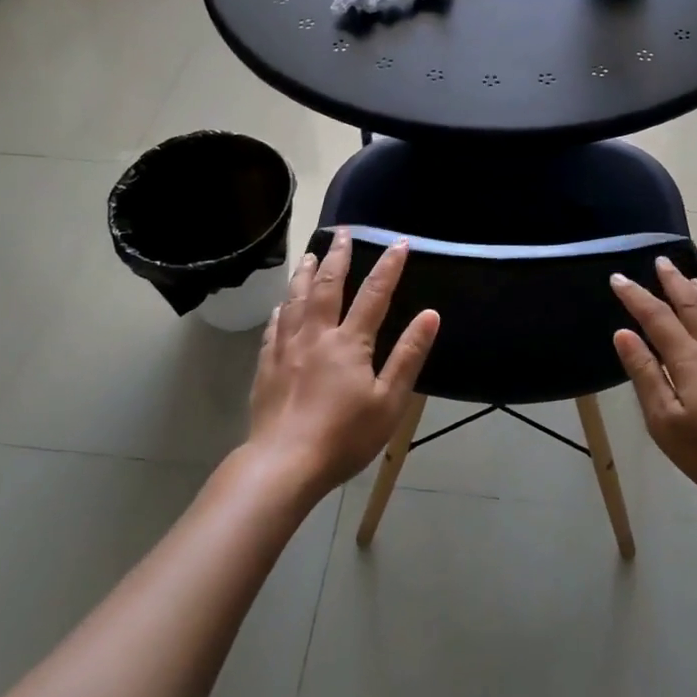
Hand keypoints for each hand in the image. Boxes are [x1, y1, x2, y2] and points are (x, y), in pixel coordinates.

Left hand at [248, 228, 439, 497]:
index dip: (388, 267)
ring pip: (295, 300)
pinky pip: (273, 327)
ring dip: (304, 273)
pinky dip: (281, 309)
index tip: (399, 243)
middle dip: (338, 257)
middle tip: (343, 233)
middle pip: (326, 286)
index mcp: (349, 342)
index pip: (374, 295)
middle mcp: (316, 335)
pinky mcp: (266, 366)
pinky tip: (280, 305)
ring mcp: (286, 348)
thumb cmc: (344, 436)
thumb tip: (430, 315)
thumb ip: (408, 355)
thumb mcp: (389, 401)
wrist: (283, 464)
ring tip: (309, 254)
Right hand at [610, 258, 696, 520]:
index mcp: (690, 359)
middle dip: (672, 282)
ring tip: (687, 277)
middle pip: (691, 305)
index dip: (636, 296)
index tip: (618, 278)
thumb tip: (623, 334)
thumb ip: (645, 374)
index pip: (657, 317)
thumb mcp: (665, 421)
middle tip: (660, 261)